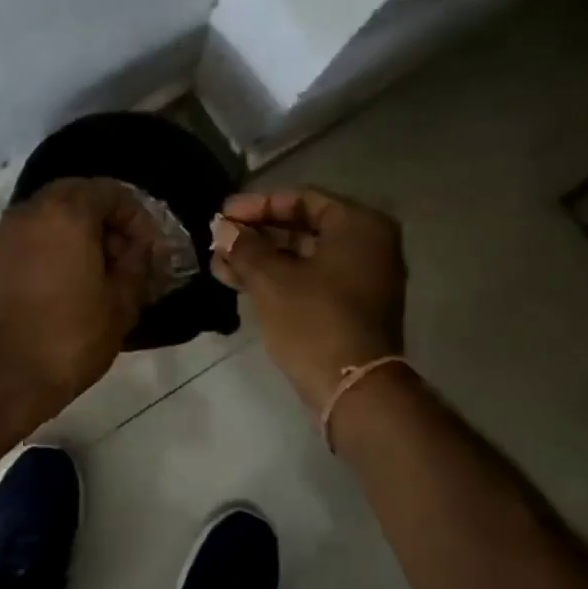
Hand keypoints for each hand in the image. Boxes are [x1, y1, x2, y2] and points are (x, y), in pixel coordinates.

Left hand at [0, 178, 157, 422]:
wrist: (4, 376)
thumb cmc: (71, 337)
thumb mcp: (121, 303)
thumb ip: (137, 263)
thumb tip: (140, 247)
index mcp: (68, 212)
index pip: (112, 192)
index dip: (138, 218)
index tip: (149, 250)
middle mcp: (32, 210)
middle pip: (79, 194)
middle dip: (107, 218)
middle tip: (126, 254)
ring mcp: (7, 232)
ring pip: (52, 212)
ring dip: (80, 229)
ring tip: (101, 268)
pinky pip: (33, 233)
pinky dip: (55, 243)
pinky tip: (71, 278)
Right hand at [211, 187, 405, 412]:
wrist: (353, 389)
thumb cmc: (314, 320)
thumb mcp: (271, 278)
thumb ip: (244, 247)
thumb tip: (223, 230)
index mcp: (359, 226)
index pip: (301, 199)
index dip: (257, 205)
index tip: (223, 215)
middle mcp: (368, 245)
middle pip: (302, 227)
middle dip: (256, 235)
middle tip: (219, 239)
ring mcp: (362, 279)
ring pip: (302, 257)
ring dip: (260, 259)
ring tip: (219, 263)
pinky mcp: (350, 308)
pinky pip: (310, 280)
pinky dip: (277, 279)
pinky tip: (238, 282)